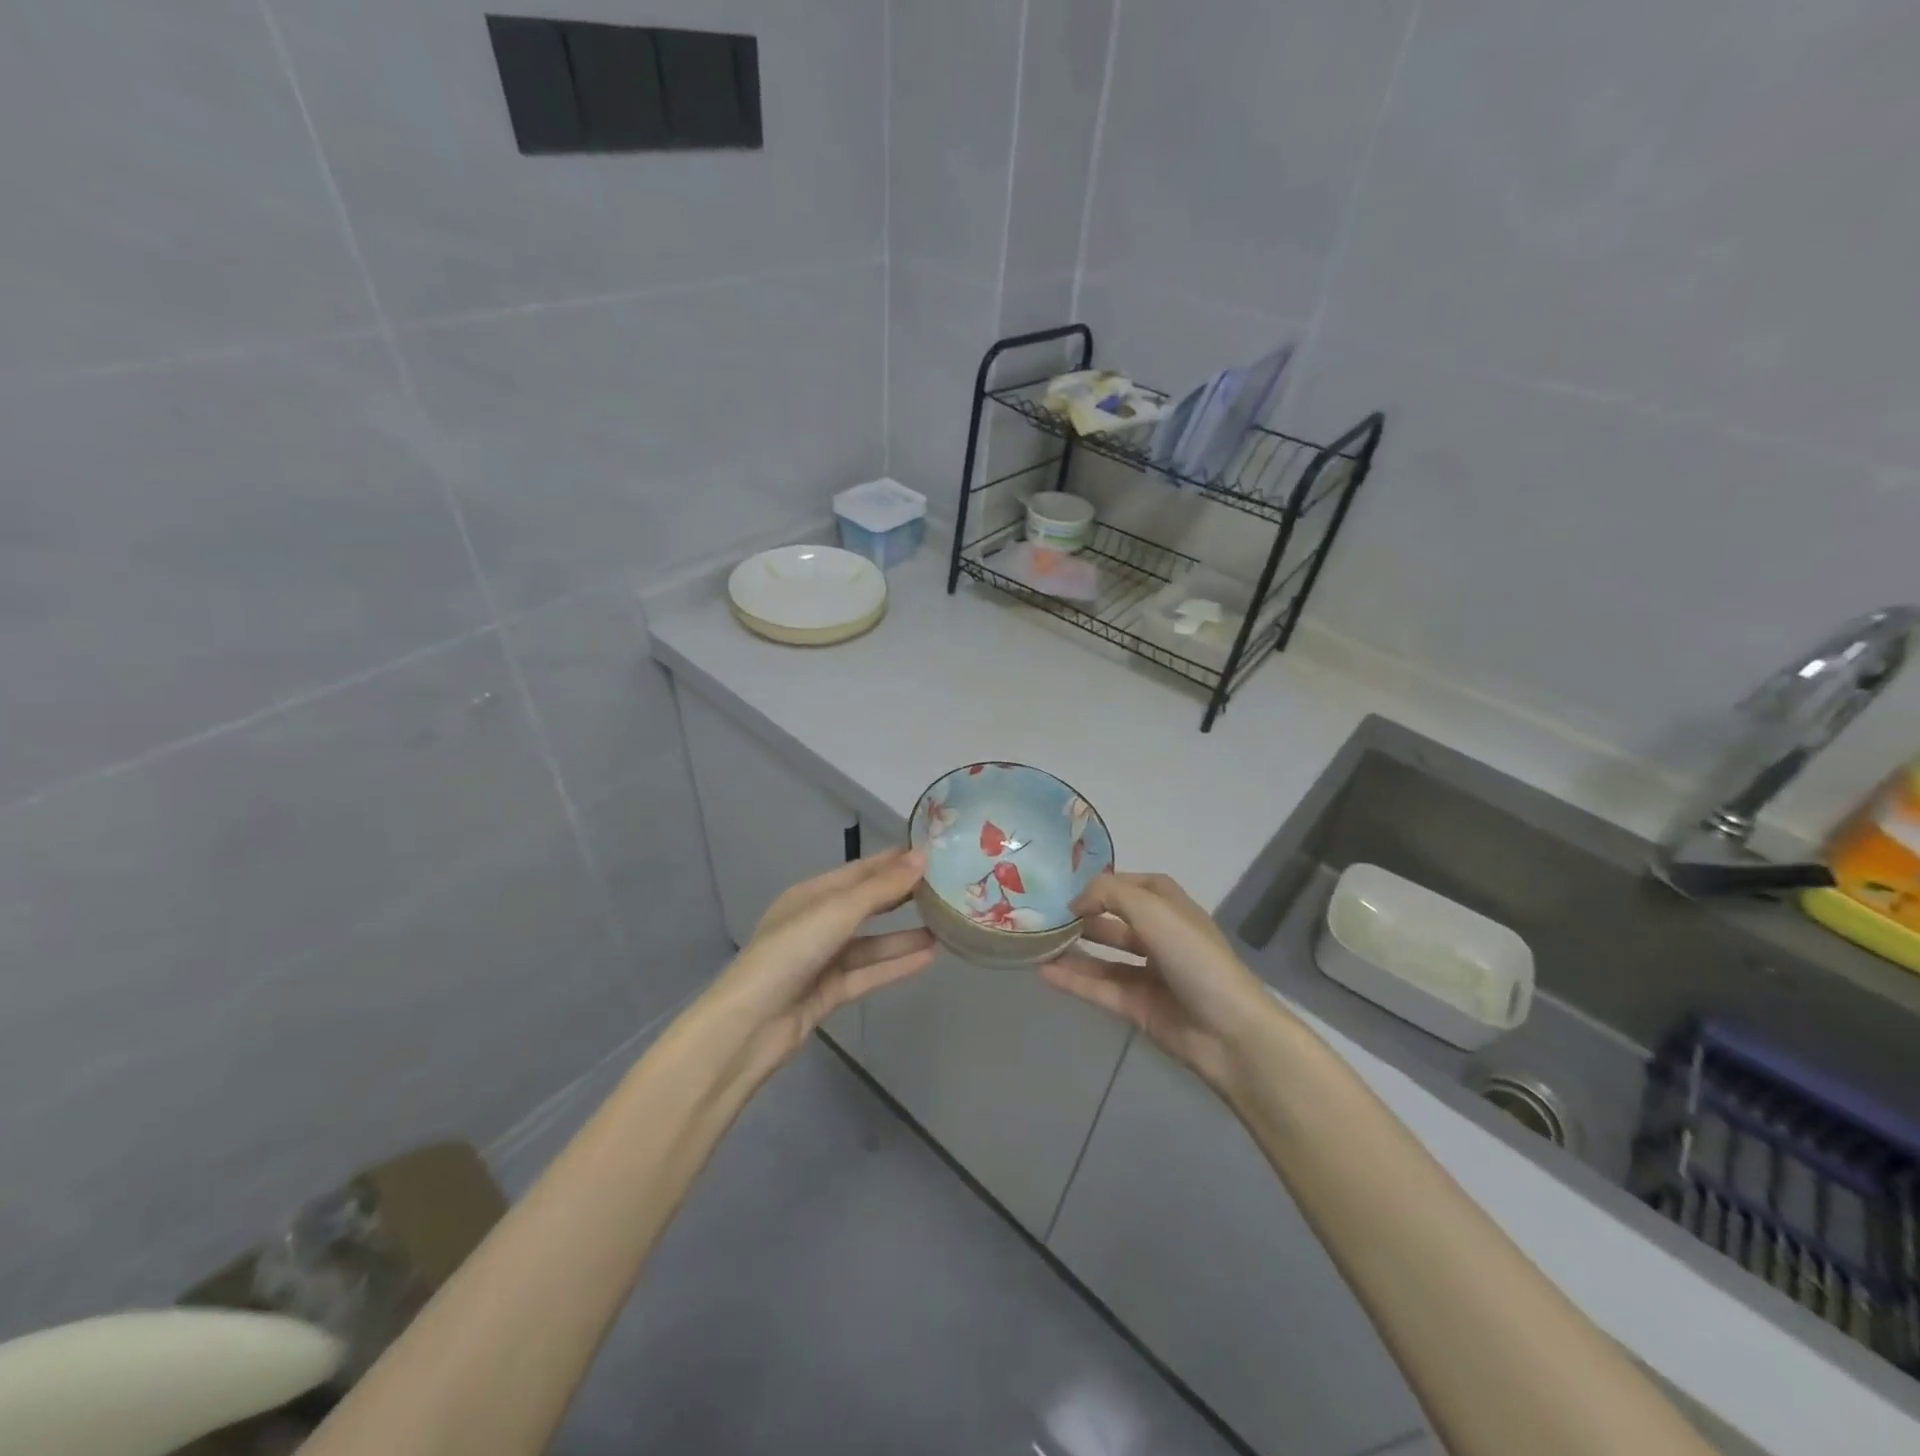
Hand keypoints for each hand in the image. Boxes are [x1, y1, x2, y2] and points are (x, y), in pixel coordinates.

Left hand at [698, 848, 936, 1077]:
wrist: (751, 1025)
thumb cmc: (790, 952)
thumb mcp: (837, 912)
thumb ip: (881, 888)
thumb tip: (922, 858)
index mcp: (810, 895)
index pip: (859, 871)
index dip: (892, 861)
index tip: (931, 852)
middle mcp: (817, 923)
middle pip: (866, 905)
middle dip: (901, 896)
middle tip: (945, 886)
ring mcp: (823, 959)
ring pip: (871, 942)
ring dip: (904, 935)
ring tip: (945, 924)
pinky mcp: (830, 992)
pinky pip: (869, 972)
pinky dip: (896, 964)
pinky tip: (929, 957)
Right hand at [1041, 872, 1287, 1094]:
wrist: (1228, 1031)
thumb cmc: (1193, 957)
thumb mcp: (1152, 909)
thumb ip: (1109, 893)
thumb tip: (1076, 902)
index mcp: (1171, 908)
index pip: (1134, 886)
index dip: (1105, 885)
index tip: (1070, 890)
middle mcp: (1161, 937)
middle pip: (1116, 921)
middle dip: (1084, 917)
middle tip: (1044, 917)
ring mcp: (1150, 974)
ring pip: (1104, 957)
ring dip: (1074, 949)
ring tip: (1037, 944)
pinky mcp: (1139, 1007)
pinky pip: (1100, 988)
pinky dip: (1074, 980)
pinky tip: (1044, 973)